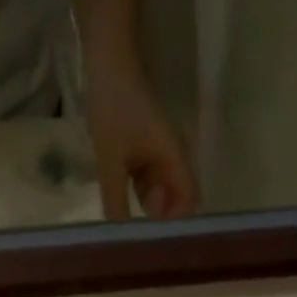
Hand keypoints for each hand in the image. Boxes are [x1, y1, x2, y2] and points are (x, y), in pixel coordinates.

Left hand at [85, 66, 196, 219]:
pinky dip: (134, 190)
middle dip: (157, 213)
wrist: (106, 58)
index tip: (154, 225)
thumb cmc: (113, 105)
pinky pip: (146, 180)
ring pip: (159, 192)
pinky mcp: (145, 152)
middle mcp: (171, 158)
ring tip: (122, 201)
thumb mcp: (110, 158)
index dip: (176, 219)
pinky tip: (117, 191)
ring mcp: (158, 155)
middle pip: (175, 199)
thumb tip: (119, 238)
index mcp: (173, 157)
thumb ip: (116, 199)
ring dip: (143, 202)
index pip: (190, 199)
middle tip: (132, 211)